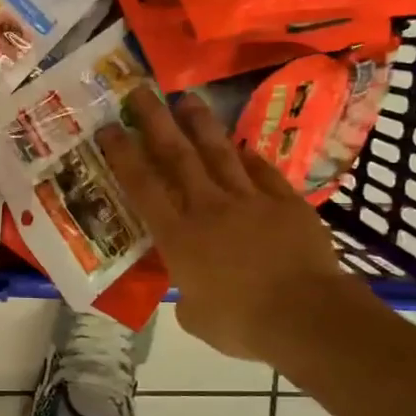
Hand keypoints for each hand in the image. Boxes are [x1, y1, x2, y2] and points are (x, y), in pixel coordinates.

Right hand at [99, 88, 355, 365]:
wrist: (306, 317)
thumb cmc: (241, 323)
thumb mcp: (195, 317)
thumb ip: (186, 293)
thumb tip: (191, 288)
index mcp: (178, 236)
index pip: (142, 186)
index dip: (122, 154)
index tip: (108, 128)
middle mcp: (208, 207)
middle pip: (177, 155)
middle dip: (156, 120)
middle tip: (141, 91)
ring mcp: (249, 200)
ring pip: (219, 152)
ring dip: (201, 124)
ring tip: (188, 99)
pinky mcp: (285, 202)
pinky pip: (262, 172)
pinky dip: (249, 158)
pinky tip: (241, 147)